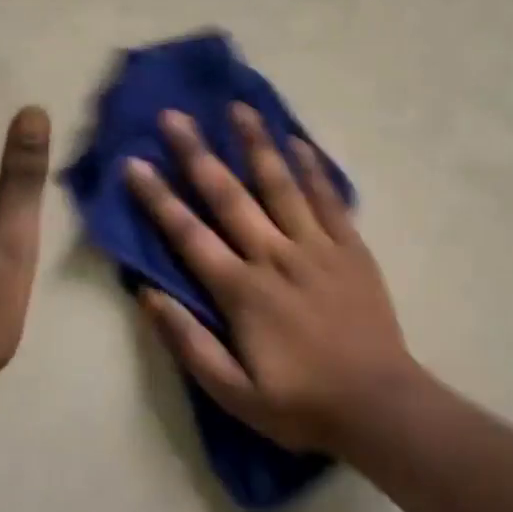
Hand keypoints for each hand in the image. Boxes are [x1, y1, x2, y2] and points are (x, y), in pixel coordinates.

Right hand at [124, 104, 419, 453]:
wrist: (377, 404)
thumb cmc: (300, 404)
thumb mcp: (232, 393)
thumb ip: (188, 342)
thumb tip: (148, 294)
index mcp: (242, 289)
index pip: (189, 234)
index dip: (158, 198)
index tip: (135, 162)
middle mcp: (275, 254)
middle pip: (229, 195)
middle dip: (198, 153)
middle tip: (174, 116)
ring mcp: (316, 244)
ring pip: (281, 183)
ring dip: (256, 143)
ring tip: (238, 107)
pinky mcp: (350, 245)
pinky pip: (328, 197)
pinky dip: (313, 167)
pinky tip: (299, 141)